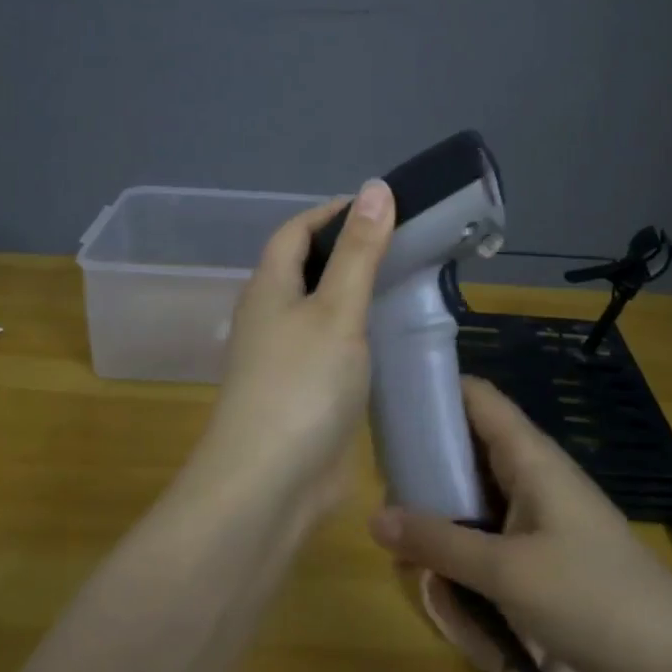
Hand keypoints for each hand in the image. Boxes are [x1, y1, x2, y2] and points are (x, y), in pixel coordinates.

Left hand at [193, 181, 396, 510]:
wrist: (269, 484)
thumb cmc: (302, 385)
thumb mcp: (337, 310)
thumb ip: (359, 252)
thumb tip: (376, 187)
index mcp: (268, 287)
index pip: (295, 231)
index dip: (332, 212)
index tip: (379, 206)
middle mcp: (269, 316)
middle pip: (305, 267)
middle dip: (346, 250)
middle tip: (402, 244)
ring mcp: (282, 358)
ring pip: (318, 309)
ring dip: (353, 293)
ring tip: (403, 284)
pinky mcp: (300, 393)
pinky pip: (329, 347)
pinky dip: (356, 334)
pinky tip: (386, 339)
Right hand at [369, 378, 671, 671]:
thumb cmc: (592, 600)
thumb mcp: (507, 573)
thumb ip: (439, 544)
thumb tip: (374, 518)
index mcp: (531, 457)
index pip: (476, 397)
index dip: (433, 392)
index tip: (387, 411)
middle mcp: (533, 474)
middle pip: (467, 448)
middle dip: (425, 470)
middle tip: (384, 499)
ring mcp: (540, 514)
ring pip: (475, 497)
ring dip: (441, 521)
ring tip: (407, 556)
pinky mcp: (543, 550)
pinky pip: (491, 534)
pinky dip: (464, 551)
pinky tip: (444, 584)